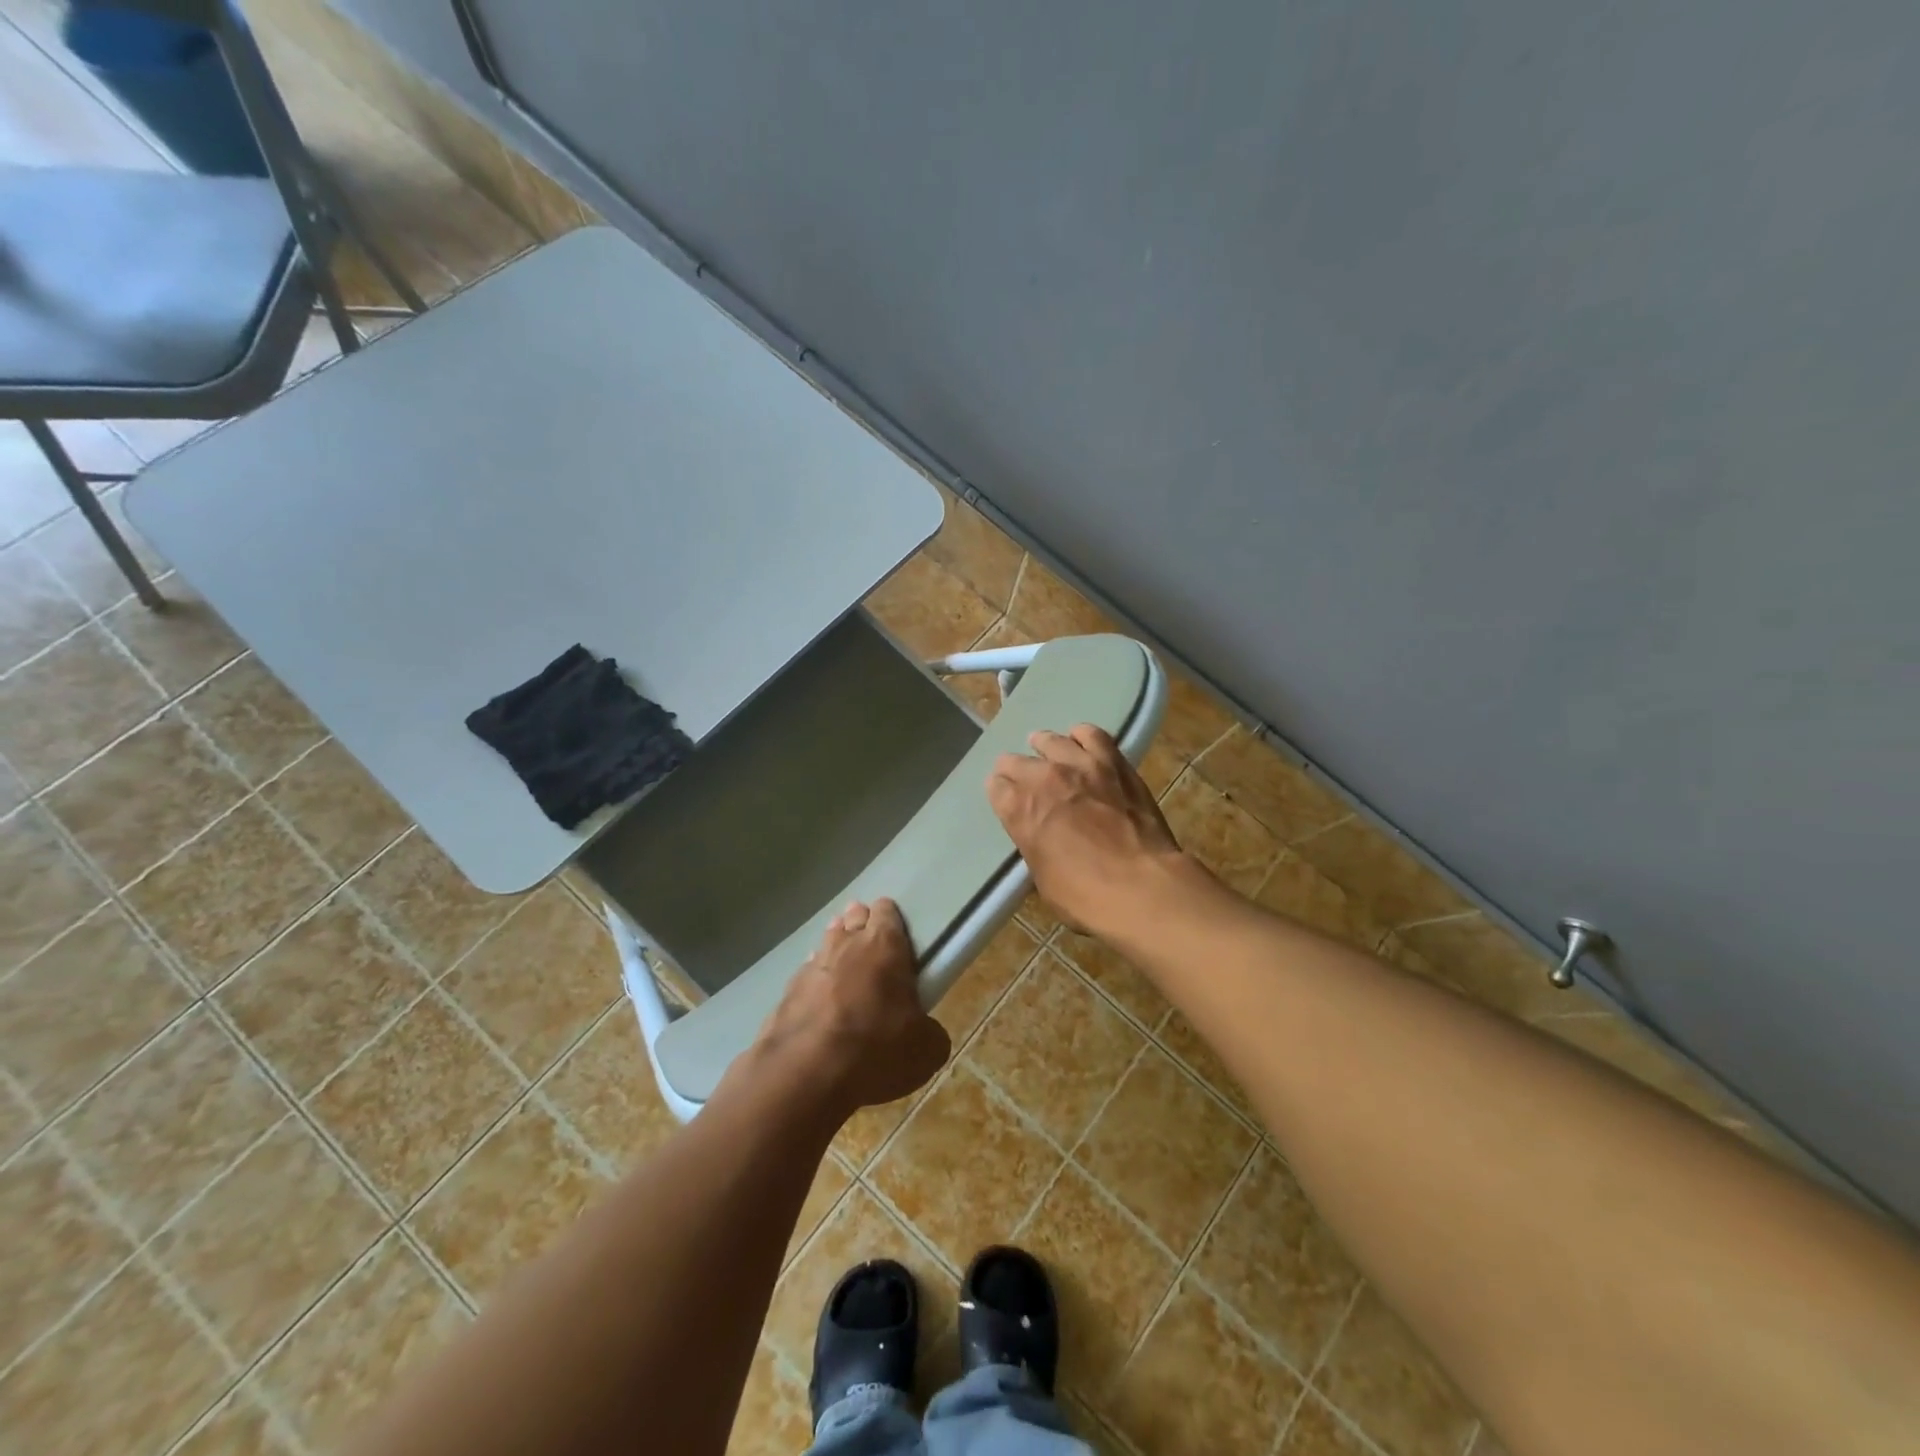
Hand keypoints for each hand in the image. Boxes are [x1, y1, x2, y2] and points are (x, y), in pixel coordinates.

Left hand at [747, 899, 949, 1118]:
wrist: (805, 1075)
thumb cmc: (876, 1050)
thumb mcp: (926, 1049)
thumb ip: (929, 1030)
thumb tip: (925, 1031)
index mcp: (885, 946)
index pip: (886, 910)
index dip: (891, 919)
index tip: (898, 935)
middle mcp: (846, 944)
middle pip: (853, 918)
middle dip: (861, 926)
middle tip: (872, 949)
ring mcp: (812, 965)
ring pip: (826, 942)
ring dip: (836, 950)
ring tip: (845, 969)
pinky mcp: (786, 991)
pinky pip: (806, 974)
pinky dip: (815, 982)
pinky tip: (819, 1000)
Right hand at [986, 724, 1185, 933]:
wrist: (1142, 885)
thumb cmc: (1086, 895)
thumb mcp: (1043, 879)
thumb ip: (1035, 845)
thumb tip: (1039, 836)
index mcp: (1019, 810)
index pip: (995, 788)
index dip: (1000, 794)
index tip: (1005, 799)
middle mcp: (1043, 778)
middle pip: (1015, 761)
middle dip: (1014, 770)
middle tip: (1021, 778)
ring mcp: (1080, 765)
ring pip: (1051, 740)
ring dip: (1043, 746)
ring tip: (1045, 748)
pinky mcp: (1114, 762)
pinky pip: (1092, 735)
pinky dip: (1082, 736)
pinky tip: (1081, 742)